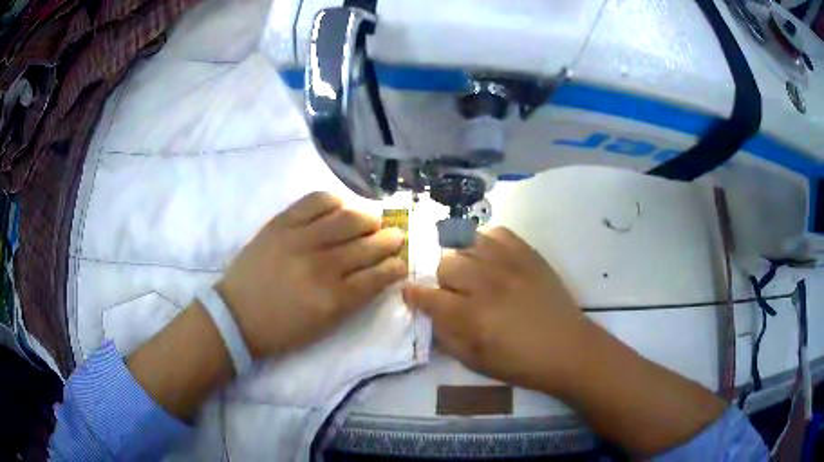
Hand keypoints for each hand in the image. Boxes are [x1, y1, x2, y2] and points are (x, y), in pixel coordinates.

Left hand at [217, 192, 406, 358]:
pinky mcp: (281, 224)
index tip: (400, 261)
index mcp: (333, 299)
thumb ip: (353, 299)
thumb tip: (377, 273)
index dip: (395, 266)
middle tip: (395, 236)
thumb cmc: (282, 329)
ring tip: (373, 220)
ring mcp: (300, 240)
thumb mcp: (324, 325)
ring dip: (369, 218)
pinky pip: (315, 201)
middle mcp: (321, 266)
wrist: (236, 316)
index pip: (378, 276)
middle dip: (390, 239)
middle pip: (367, 245)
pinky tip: (341, 206)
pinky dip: (335, 200)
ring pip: (348, 219)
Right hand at [403, 227, 585, 392]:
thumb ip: (446, 336)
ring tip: (473, 273)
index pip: (428, 296)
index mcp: (471, 315)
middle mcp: (486, 283)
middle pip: (446, 264)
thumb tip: (430, 314)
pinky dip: (487, 242)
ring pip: (467, 243)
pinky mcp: (528, 253)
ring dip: (463, 260)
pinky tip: (491, 257)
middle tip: (455, 293)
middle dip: (444, 281)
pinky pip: (496, 232)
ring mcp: (508, 263)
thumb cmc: (520, 363)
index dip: (414, 295)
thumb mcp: (475, 361)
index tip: (411, 294)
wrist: (568, 348)